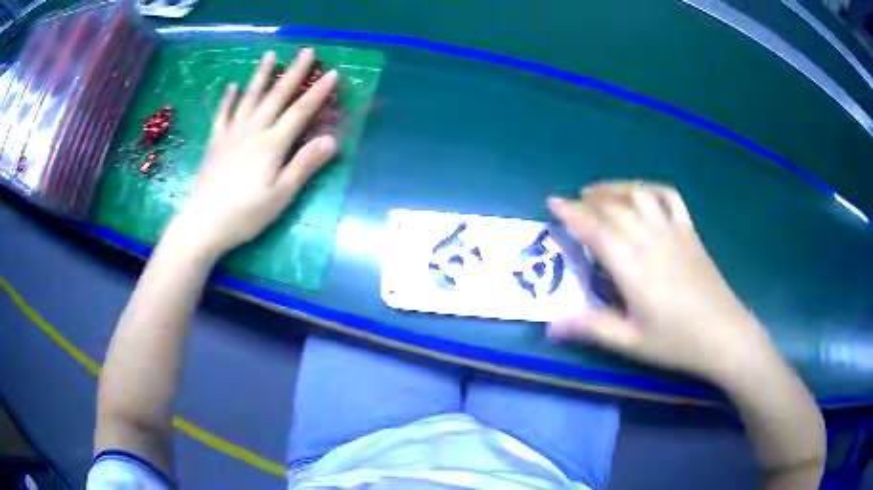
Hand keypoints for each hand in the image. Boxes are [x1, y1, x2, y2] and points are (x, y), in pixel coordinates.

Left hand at [169, 49, 338, 256]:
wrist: (203, 223)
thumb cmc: (245, 214)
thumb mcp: (281, 195)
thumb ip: (304, 165)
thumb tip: (331, 140)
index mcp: (272, 144)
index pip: (300, 112)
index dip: (318, 92)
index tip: (334, 73)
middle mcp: (253, 131)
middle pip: (277, 96)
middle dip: (294, 72)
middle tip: (307, 51)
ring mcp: (231, 134)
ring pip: (249, 97)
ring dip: (261, 75)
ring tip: (270, 55)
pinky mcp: (215, 142)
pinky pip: (222, 114)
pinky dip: (228, 99)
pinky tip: (232, 86)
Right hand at [547, 181, 775, 381]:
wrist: (724, 334)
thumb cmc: (676, 341)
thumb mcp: (631, 342)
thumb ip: (591, 327)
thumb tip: (551, 326)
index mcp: (632, 266)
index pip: (595, 228)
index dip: (571, 212)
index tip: (552, 202)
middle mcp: (650, 238)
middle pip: (614, 207)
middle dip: (588, 199)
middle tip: (572, 202)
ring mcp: (673, 230)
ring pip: (639, 194)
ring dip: (615, 188)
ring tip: (599, 192)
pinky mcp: (689, 231)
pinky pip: (669, 197)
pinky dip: (650, 188)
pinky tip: (641, 193)